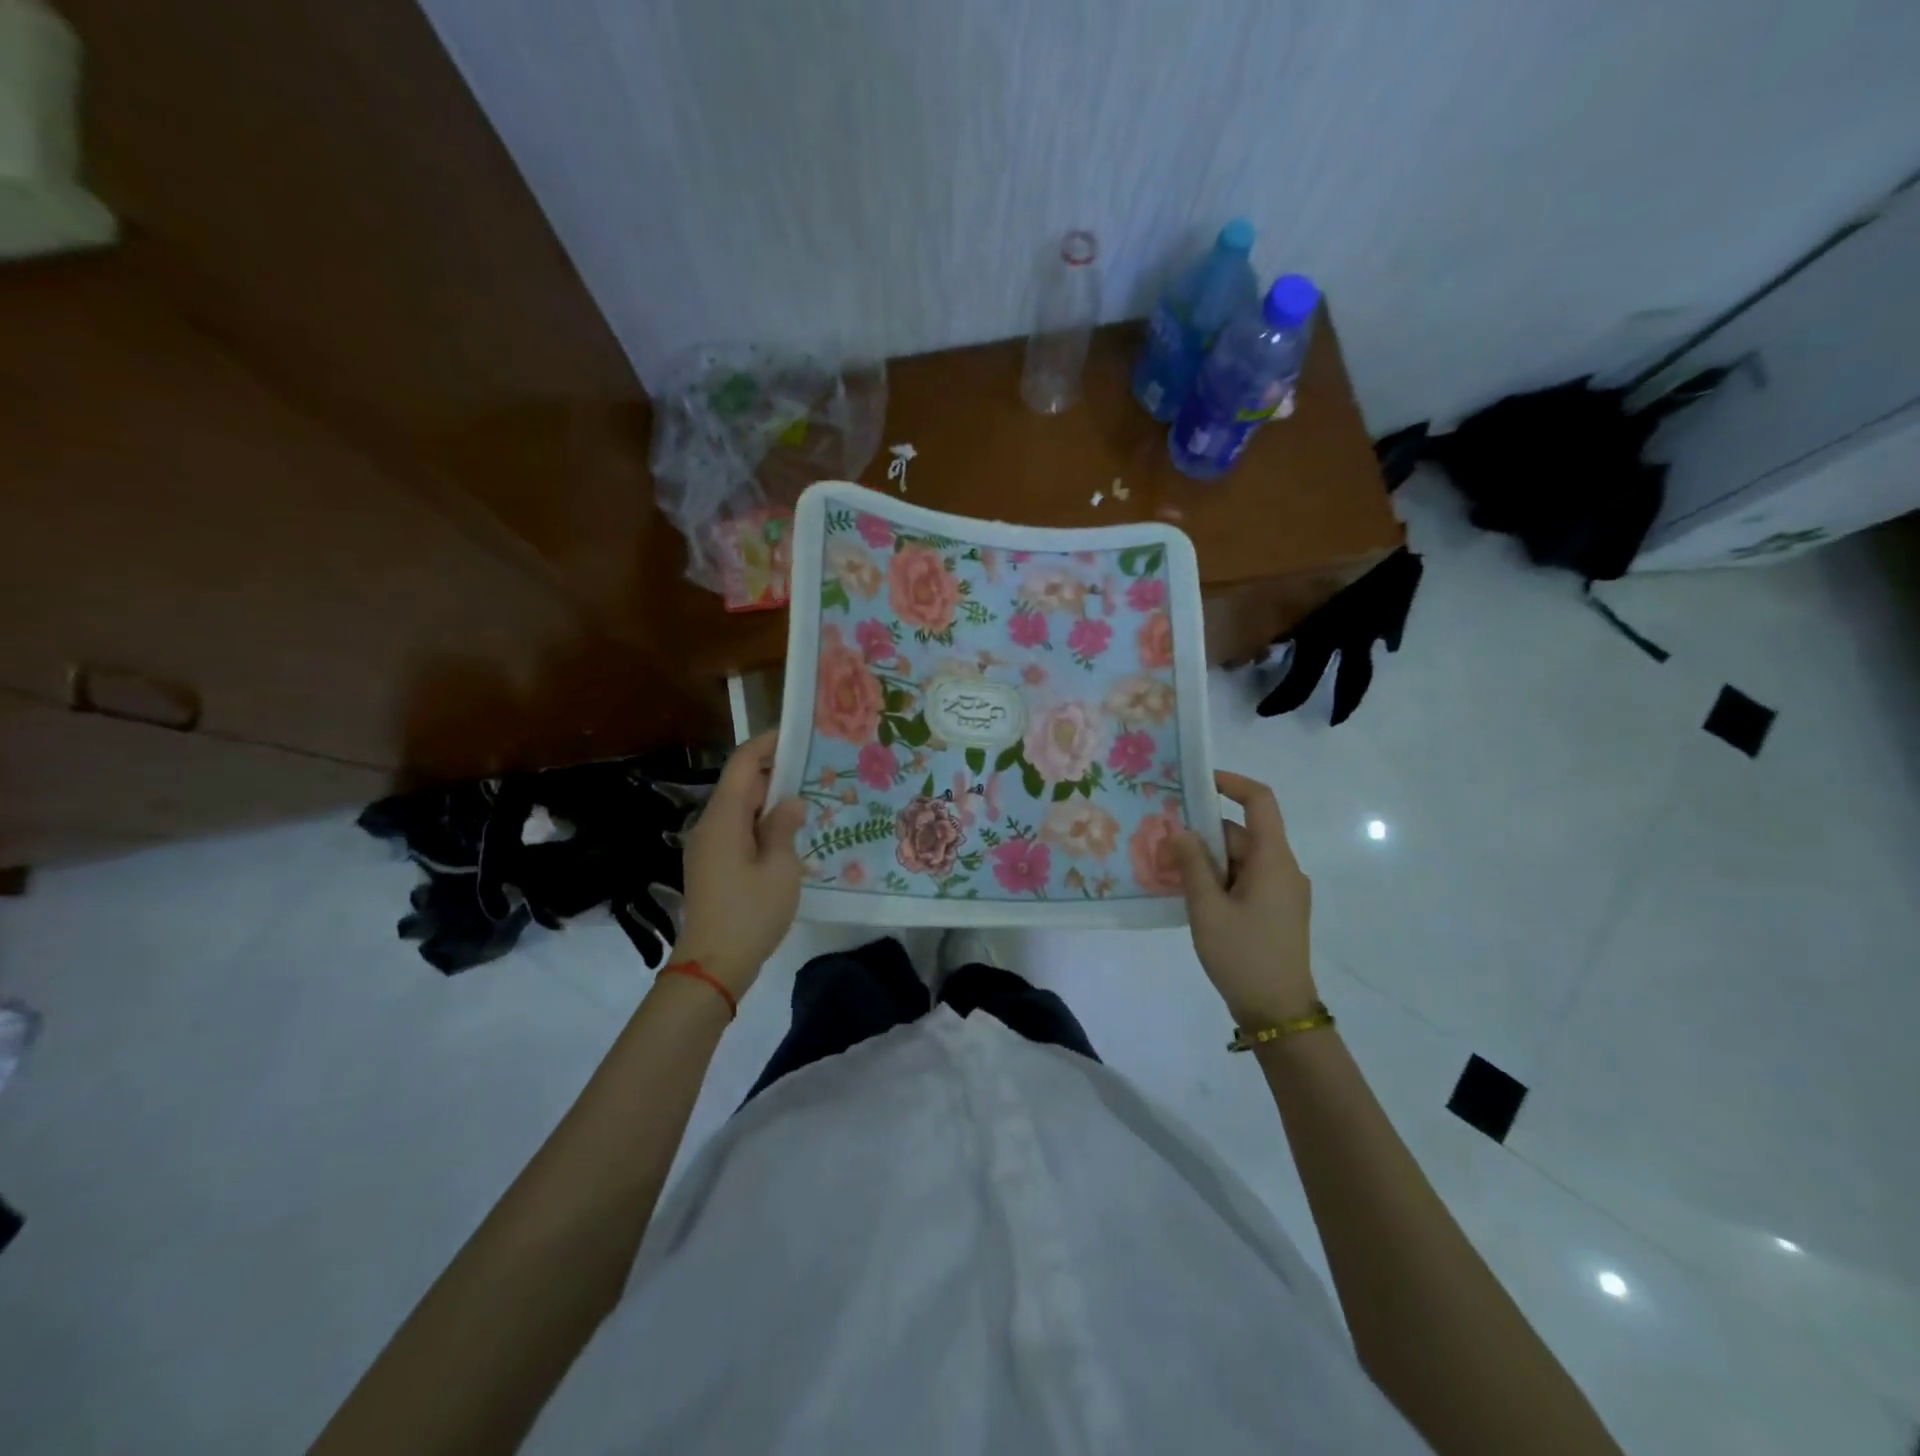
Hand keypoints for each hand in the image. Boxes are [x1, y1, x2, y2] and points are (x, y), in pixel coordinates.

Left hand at [670, 732, 806, 1000]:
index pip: (743, 764)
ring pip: (740, 809)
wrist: (713, 966)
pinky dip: (762, 824)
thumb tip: (790, 801)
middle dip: (775, 771)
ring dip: (771, 800)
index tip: (798, 734)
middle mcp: (710, 825)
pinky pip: (739, 831)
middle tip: (815, 767)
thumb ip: (784, 828)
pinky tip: (790, 834)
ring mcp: (708, 847)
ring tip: (809, 797)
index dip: (767, 744)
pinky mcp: (712, 866)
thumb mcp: (780, 869)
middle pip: (741, 784)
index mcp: (723, 818)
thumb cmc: (750, 913)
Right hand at [1170, 770, 1317, 1026]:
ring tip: (1167, 869)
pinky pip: (1244, 880)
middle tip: (1161, 840)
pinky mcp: (1275, 911)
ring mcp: (1281, 891)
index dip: (1231, 783)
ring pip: (1240, 859)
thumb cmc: (1244, 956)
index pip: (1261, 802)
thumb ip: (1192, 865)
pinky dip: (1218, 879)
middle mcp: (1283, 868)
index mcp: (1273, 860)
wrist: (1279, 1014)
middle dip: (1202, 833)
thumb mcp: (1208, 909)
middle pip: (1242, 833)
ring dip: (1206, 860)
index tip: (1197, 781)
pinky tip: (1188, 893)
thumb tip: (1180, 830)